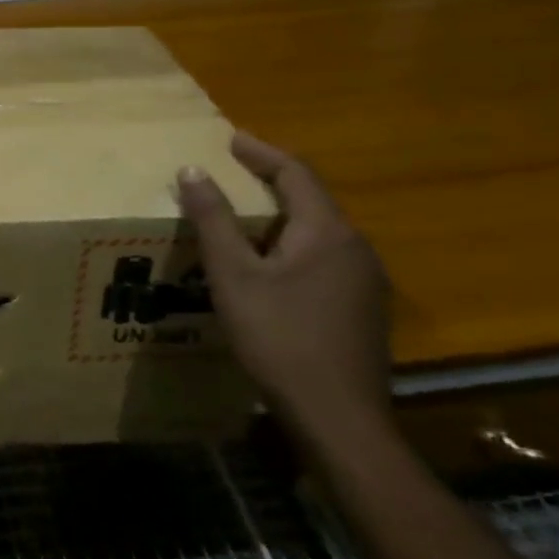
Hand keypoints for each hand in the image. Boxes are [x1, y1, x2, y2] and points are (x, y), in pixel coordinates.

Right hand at [176, 133, 392, 449]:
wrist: (339, 420)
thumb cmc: (280, 339)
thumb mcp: (234, 275)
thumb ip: (214, 220)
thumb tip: (193, 170)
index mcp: (328, 233)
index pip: (296, 174)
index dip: (261, 152)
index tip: (230, 138)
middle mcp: (356, 249)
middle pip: (311, 201)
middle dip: (271, 182)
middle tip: (232, 173)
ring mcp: (365, 283)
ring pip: (318, 233)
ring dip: (280, 217)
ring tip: (242, 218)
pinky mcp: (362, 311)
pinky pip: (324, 260)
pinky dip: (291, 247)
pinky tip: (268, 268)